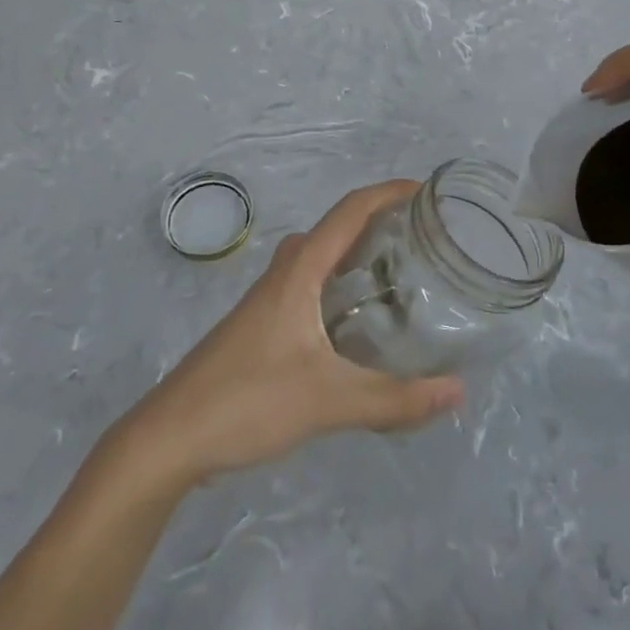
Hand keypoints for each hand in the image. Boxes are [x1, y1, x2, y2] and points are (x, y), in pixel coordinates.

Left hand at [123, 182, 462, 484]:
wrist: (172, 436)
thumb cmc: (248, 401)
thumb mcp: (328, 401)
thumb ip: (394, 399)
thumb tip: (458, 391)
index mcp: (300, 270)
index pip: (350, 210)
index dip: (389, 193)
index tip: (428, 193)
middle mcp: (286, 272)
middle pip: (339, 228)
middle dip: (382, 222)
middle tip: (426, 239)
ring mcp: (272, 297)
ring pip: (324, 258)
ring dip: (361, 254)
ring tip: (405, 274)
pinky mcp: (266, 323)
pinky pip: (315, 284)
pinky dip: (344, 284)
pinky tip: (364, 321)